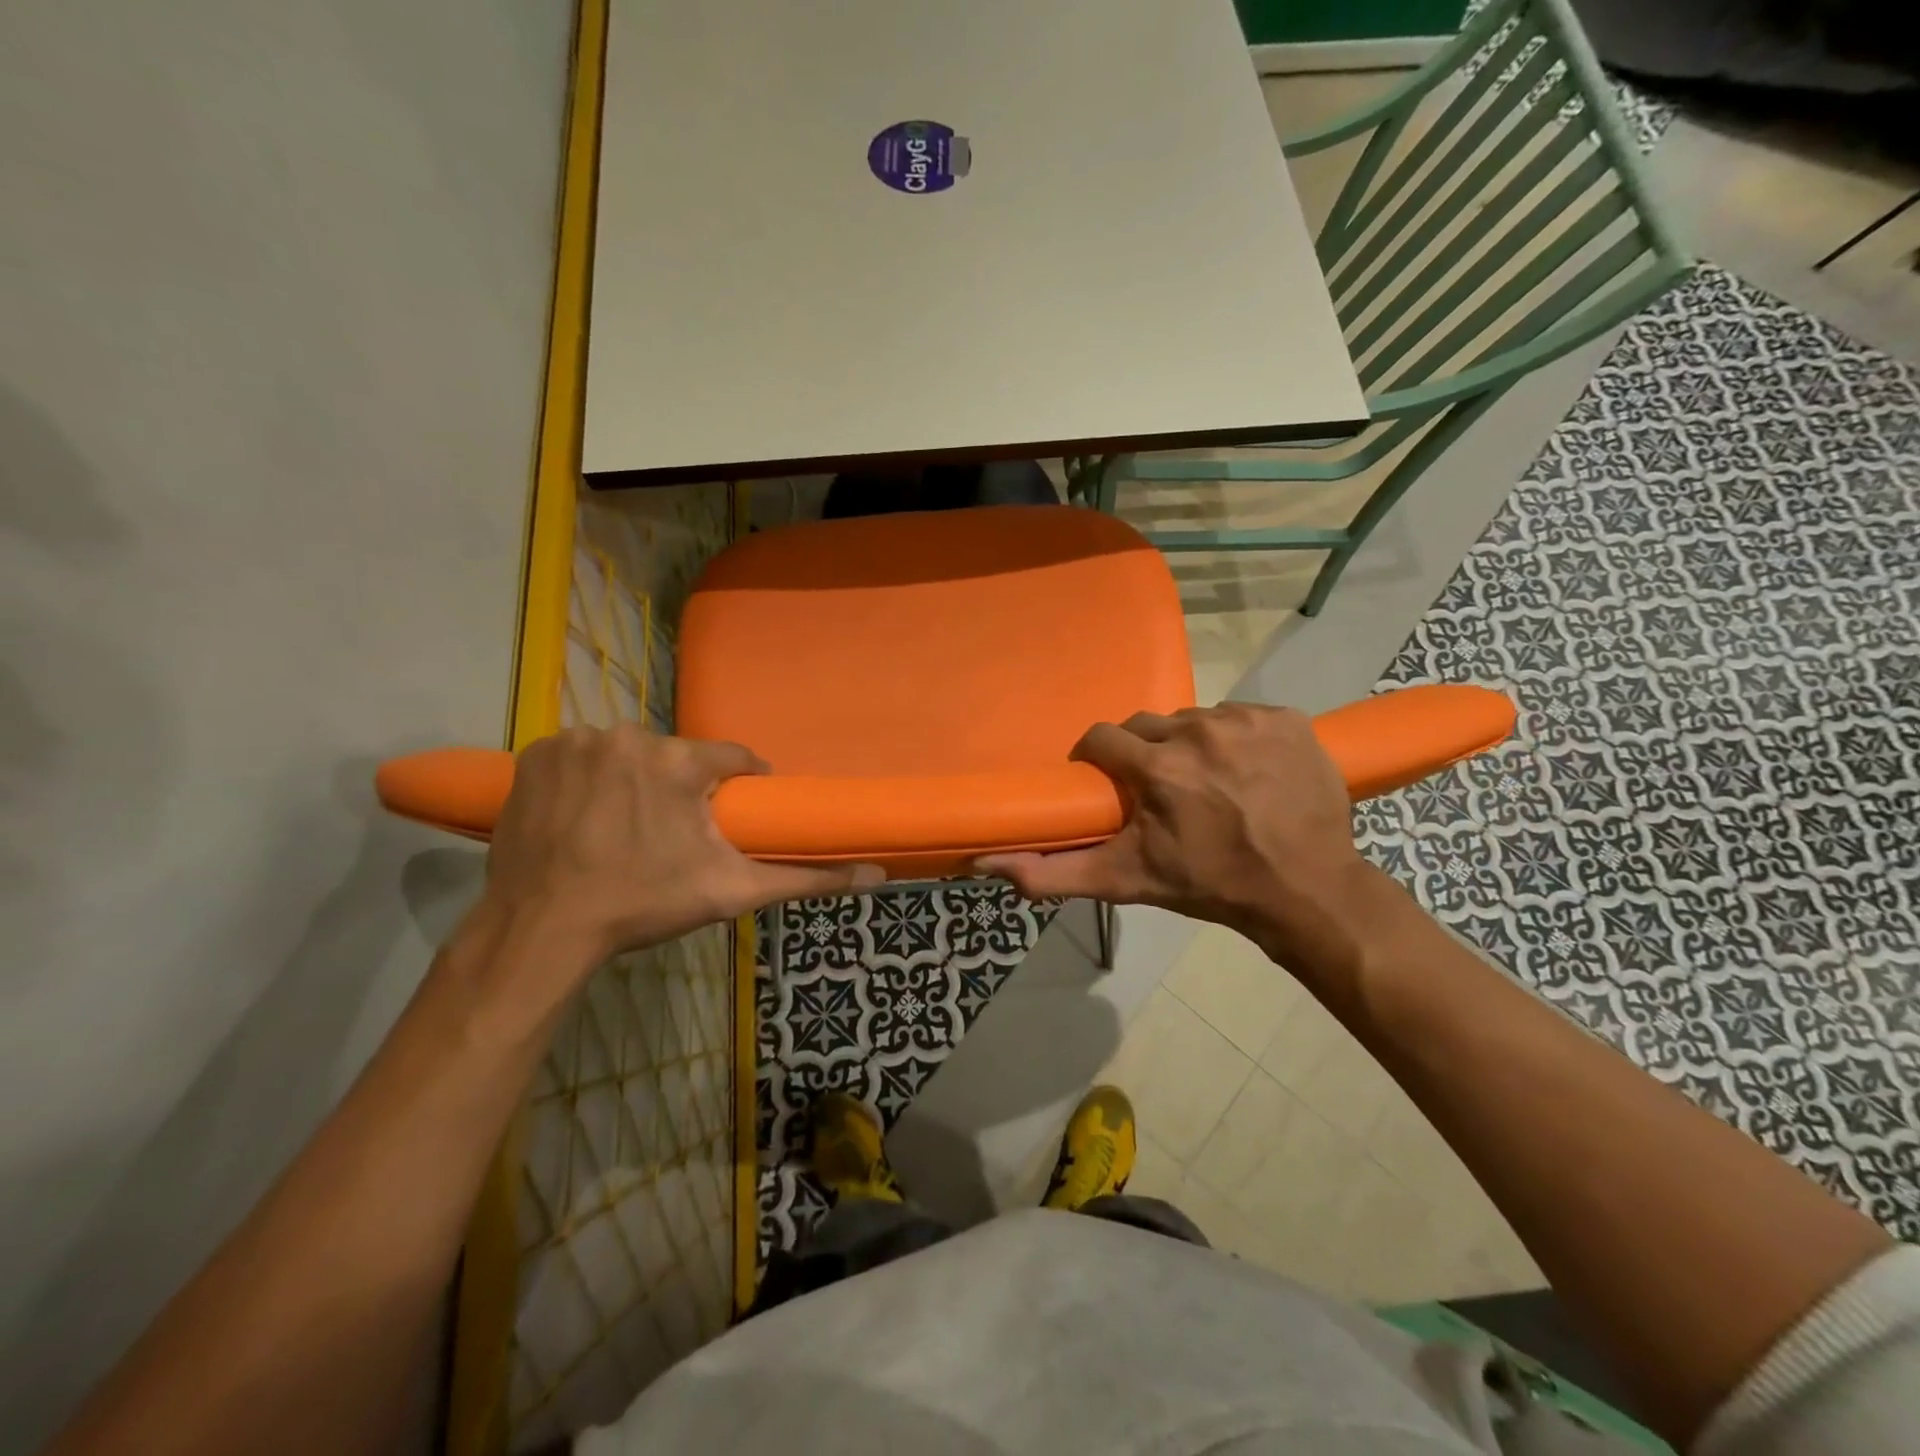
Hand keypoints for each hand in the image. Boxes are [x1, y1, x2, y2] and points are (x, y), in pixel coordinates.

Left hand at [470, 726, 881, 978]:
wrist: (542, 930)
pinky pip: (580, 756)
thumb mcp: (732, 892)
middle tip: (672, 834)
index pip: (731, 758)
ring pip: (628, 755)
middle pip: (675, 757)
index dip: (738, 785)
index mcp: (680, 760)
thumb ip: (807, 879)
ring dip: (633, 782)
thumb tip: (877, 875)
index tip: (731, 814)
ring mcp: (577, 742)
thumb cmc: (644, 905)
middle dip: (681, 789)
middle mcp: (629, 736)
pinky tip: (584, 815)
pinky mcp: (535, 754)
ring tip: (625, 829)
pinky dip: (587, 779)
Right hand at [978, 704, 1383, 976]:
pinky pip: (1241, 716)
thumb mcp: (1128, 881)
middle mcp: (1200, 731)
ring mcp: (1248, 721)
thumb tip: (987, 864)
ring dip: (1192, 746)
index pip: (1103, 738)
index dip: (1100, 760)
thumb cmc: (1211, 885)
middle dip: (1146, 754)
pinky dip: (1237, 739)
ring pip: (1195, 719)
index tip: (1111, 783)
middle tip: (1162, 791)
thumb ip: (1054, 873)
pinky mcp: (1288, 718)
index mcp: (1158, 767)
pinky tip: (1248, 772)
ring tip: (1208, 783)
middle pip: (1149, 726)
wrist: (1306, 891)